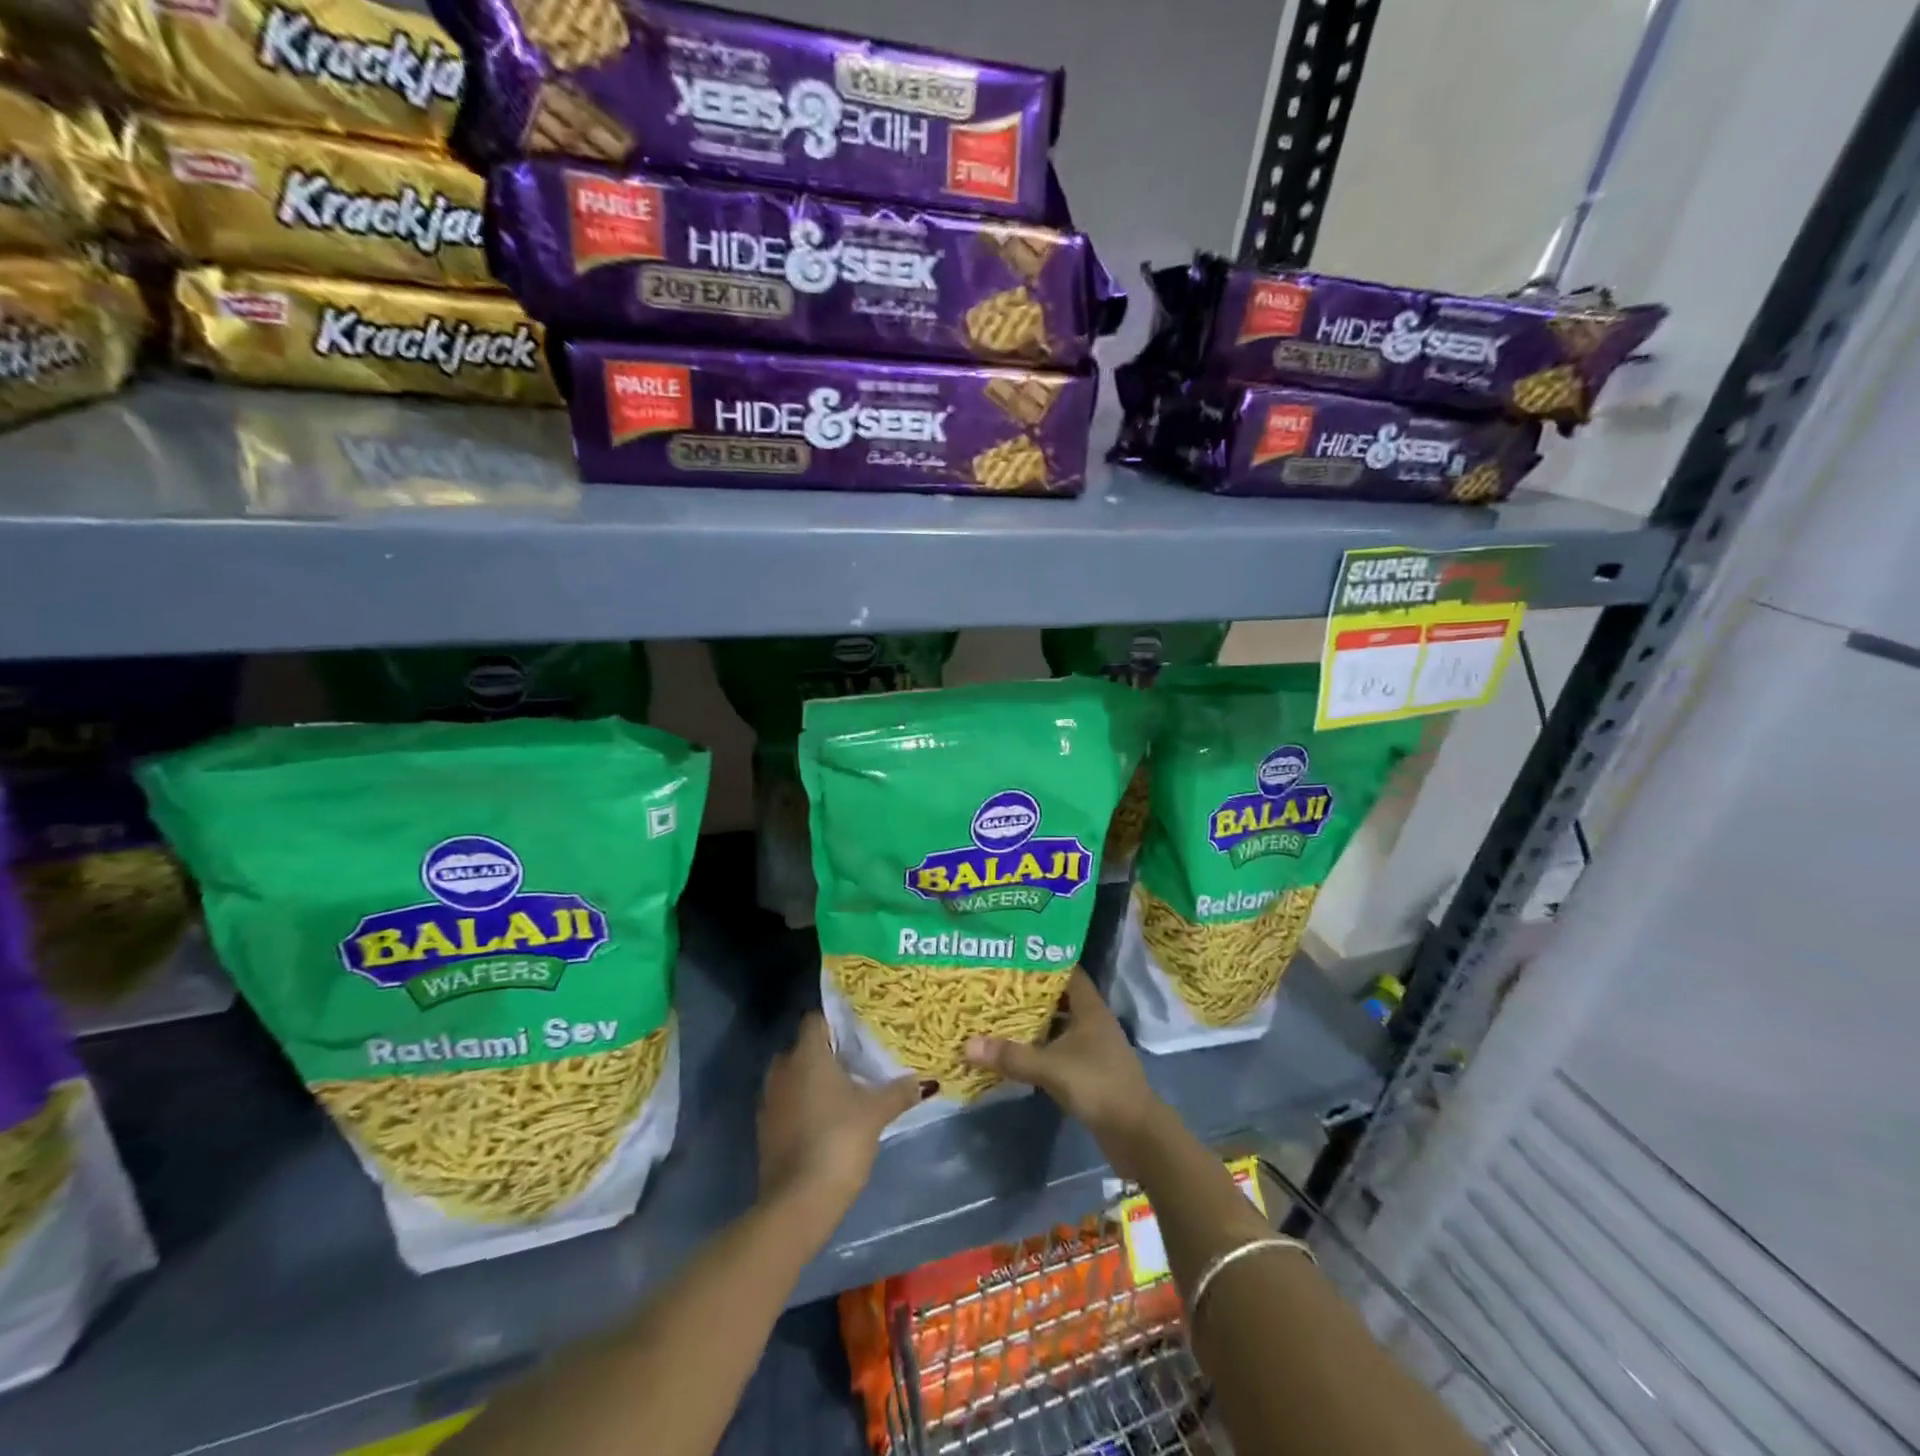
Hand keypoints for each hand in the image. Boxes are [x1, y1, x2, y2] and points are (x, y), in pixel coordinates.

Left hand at [757, 1012, 924, 1229]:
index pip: (816, 1020)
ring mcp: (769, 1101)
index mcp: (806, 1054)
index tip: (858, 1033)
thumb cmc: (838, 1140)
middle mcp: (782, 1070)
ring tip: (844, 1093)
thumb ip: (898, 1092)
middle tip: (856, 1063)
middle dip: (826, 1054)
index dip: (836, 1023)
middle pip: (803, 1048)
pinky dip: (802, 1106)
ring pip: (793, 1077)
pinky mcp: (764, 1130)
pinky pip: (786, 1104)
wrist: (798, 1202)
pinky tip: (826, 1121)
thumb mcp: (876, 1113)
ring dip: (812, 1082)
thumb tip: (923, 1081)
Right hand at [964, 969, 1164, 1179]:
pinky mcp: (1089, 1070)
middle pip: (1060, 997)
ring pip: (1059, 1024)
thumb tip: (967, 1045)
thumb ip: (1012, 1056)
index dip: (1043, 962)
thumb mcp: (1051, 1068)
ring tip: (999, 1013)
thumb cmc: (1098, 1086)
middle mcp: (1093, 1021)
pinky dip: (1041, 1046)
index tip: (1013, 956)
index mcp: (1091, 1008)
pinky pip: (1060, 1048)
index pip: (1068, 971)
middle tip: (997, 985)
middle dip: (1031, 992)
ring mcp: (1093, 1046)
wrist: (1136, 1134)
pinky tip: (1017, 1050)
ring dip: (1035, 1021)